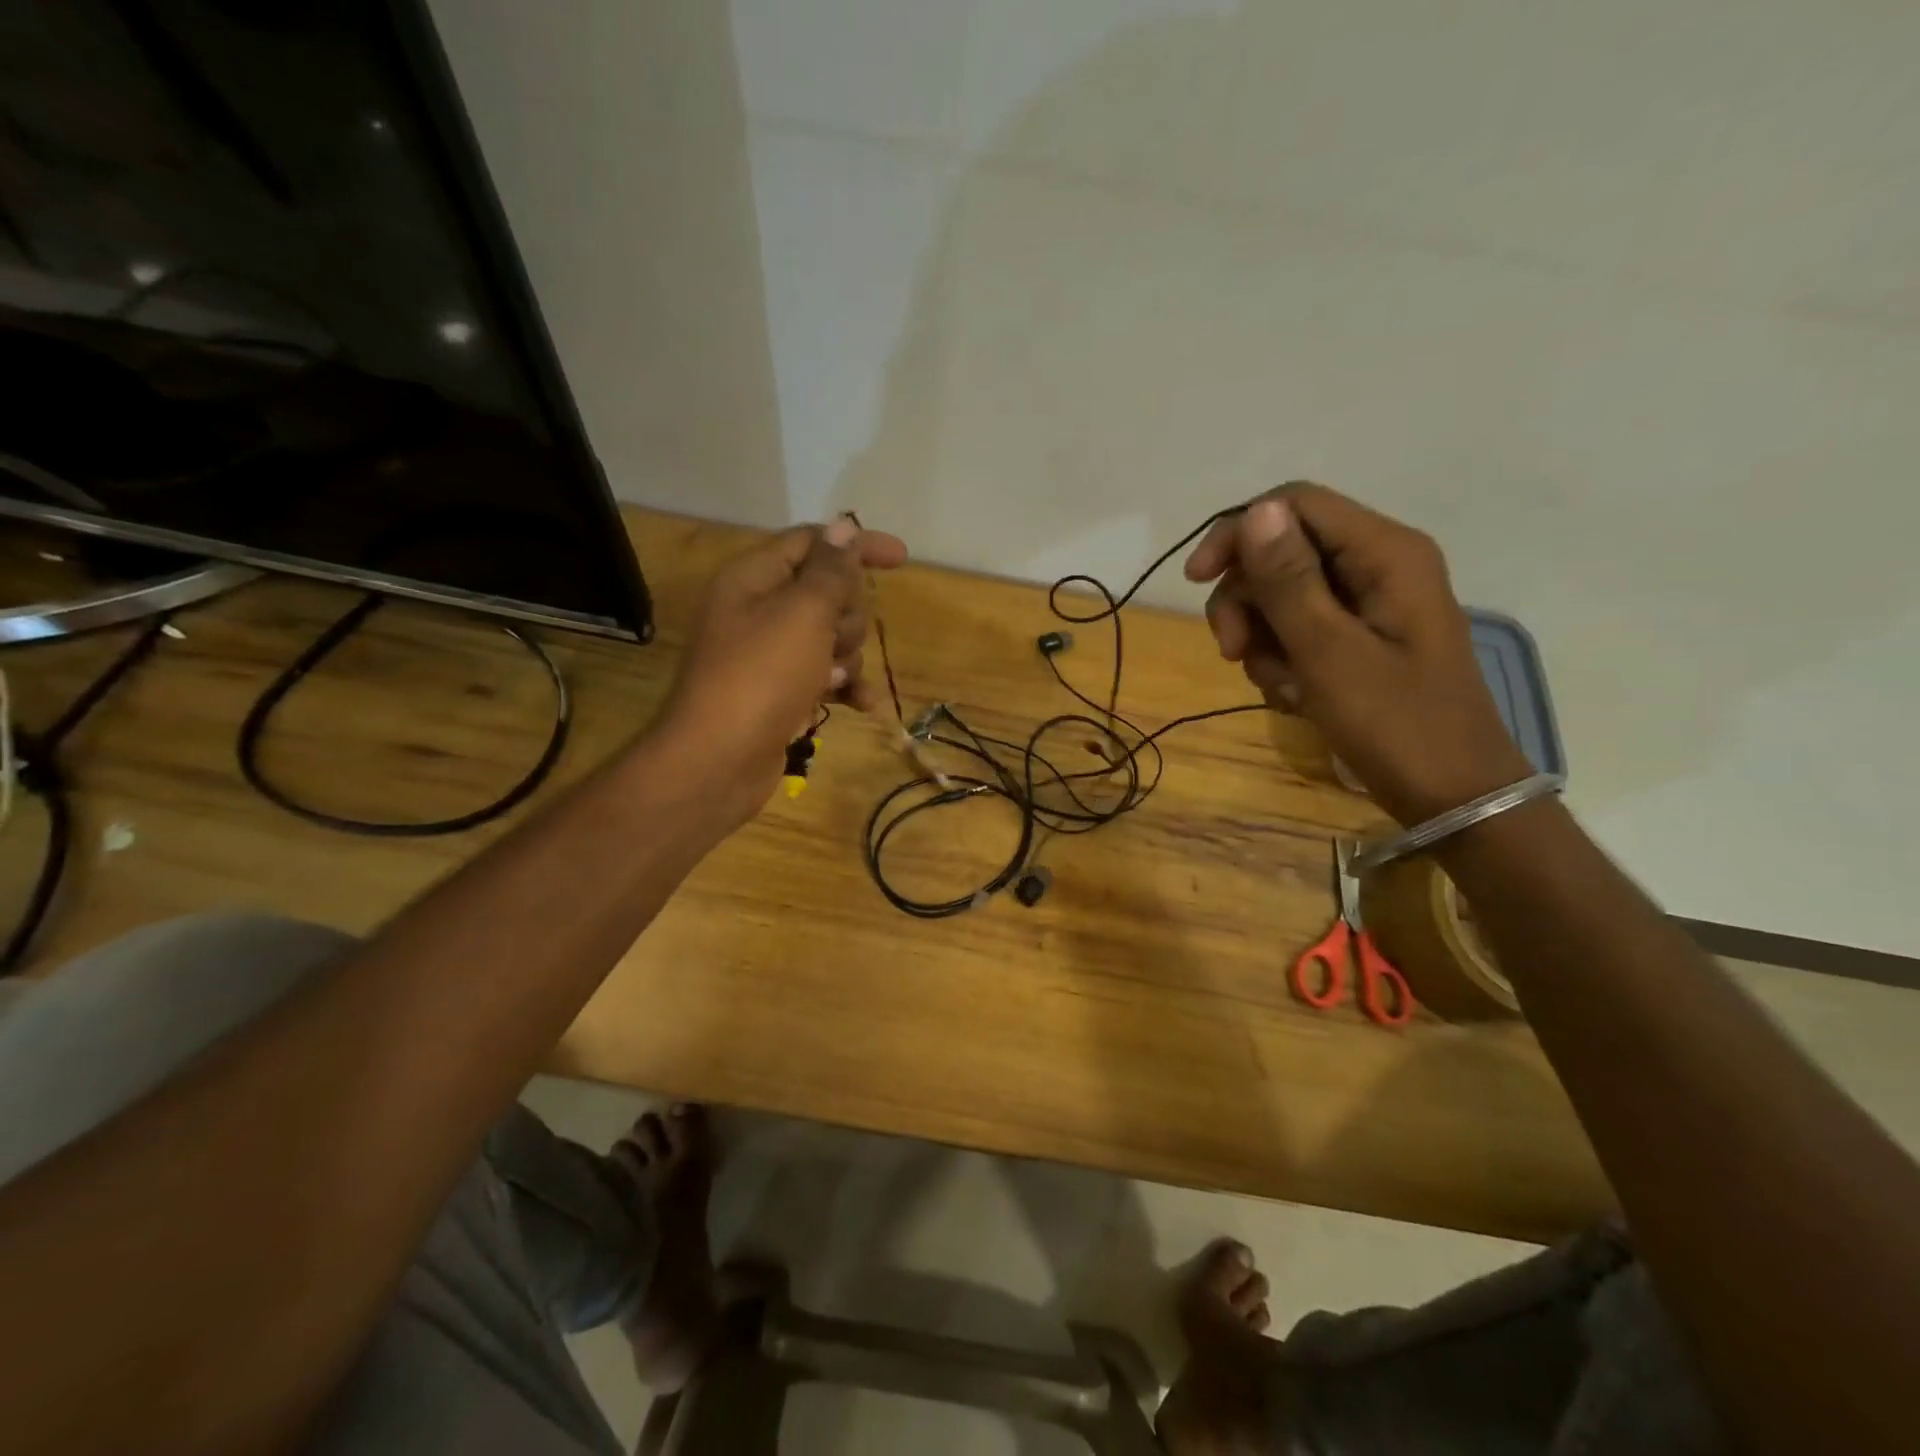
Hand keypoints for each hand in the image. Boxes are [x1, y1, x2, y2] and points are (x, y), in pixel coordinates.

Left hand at [657, 516, 907, 823]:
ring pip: (832, 636)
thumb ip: (830, 569)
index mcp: (754, 578)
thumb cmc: (761, 677)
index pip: (812, 542)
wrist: (718, 762)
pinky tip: (862, 704)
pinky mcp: (781, 692)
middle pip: (827, 591)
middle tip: (836, 637)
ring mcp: (770, 654)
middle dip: (847, 614)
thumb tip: (844, 527)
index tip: (901, 559)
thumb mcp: (802, 613)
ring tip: (831, 677)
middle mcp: (759, 610)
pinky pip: (825, 675)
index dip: (856, 545)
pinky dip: (844, 685)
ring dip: (847, 655)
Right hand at [1184, 483, 1531, 824]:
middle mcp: (1378, 564)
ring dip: (1262, 638)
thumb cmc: (1395, 723)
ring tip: (1277, 686)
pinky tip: (1292, 695)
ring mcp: (1370, 602)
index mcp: (1384, 552)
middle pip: (1282, 551)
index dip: (1237, 533)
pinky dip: (1283, 658)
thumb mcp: (1329, 652)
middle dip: (1247, 601)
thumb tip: (1255, 511)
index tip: (1197, 582)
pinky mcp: (1362, 636)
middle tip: (1233, 653)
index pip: (1293, 505)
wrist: (1452, 795)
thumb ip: (1289, 580)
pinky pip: (1301, 628)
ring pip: (1284, 594)